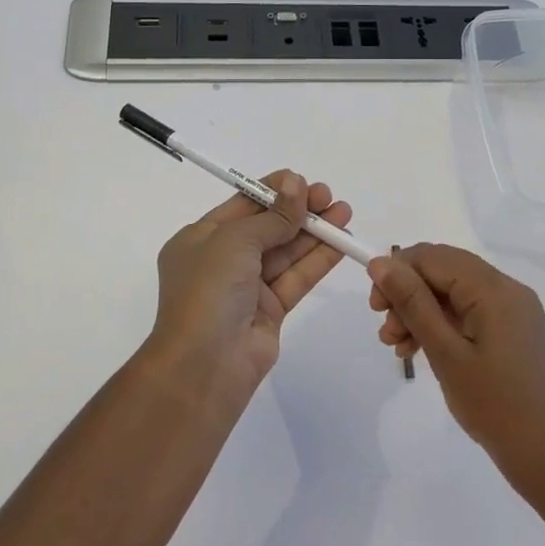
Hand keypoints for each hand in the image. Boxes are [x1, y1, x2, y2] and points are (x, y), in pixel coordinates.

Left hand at [150, 172, 351, 402]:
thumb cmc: (208, 290)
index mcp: (200, 238)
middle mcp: (222, 260)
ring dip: (314, 231)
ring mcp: (247, 287)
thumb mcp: (235, 241)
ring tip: (344, 211)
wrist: (204, 365)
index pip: (242, 205)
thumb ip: (273, 216)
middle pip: (267, 226)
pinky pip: (296, 277)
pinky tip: (341, 241)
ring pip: (286, 251)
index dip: (273, 191)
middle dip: (297, 210)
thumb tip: (296, 183)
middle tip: (328, 196)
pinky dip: (318, 258)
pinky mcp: (270, 310)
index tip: (302, 181)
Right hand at [369, 244, 544, 492]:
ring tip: (397, 347)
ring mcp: (514, 310)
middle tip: (385, 331)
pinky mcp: (514, 330)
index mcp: (493, 288)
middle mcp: (507, 289)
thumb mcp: (446, 353)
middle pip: (444, 270)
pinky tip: (421, 351)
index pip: (433, 257)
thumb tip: (380, 262)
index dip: (398, 272)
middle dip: (407, 293)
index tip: (374, 306)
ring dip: (421, 311)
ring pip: (454, 292)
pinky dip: (442, 324)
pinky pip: (470, 311)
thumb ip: (412, 303)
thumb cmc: (495, 407)